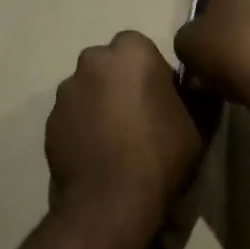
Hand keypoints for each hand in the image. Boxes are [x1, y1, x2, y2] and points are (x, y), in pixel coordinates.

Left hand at [46, 32, 202, 248]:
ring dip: (100, 103)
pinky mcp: (50, 121)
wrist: (110, 201)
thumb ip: (198, 94)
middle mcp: (93, 61)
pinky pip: (72, 115)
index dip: (152, 71)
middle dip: (121, 82)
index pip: (141, 47)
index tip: (162, 98)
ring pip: (88, 89)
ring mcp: (67, 91)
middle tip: (139, 116)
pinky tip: (98, 154)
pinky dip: (83, 127)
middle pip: (110, 65)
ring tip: (116, 140)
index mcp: (131, 52)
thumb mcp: (200, 123)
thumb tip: (197, 85)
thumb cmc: (161, 153)